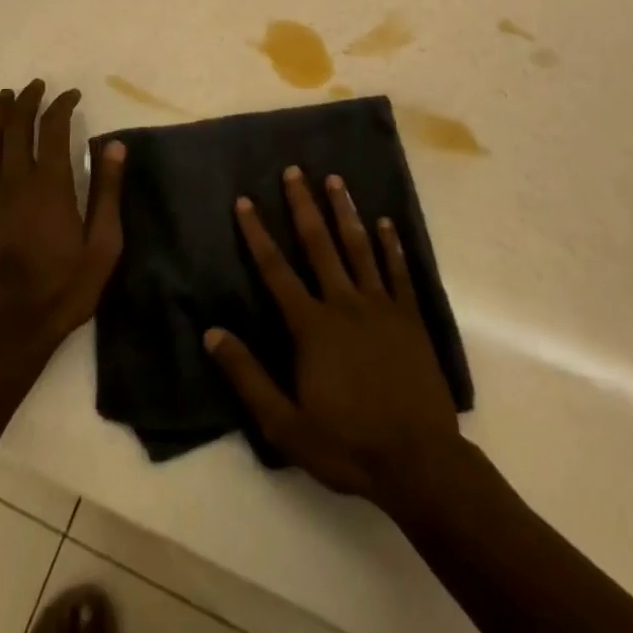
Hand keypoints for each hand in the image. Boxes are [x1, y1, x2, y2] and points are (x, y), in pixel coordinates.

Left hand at [0, 80, 125, 354]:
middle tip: (37, 86)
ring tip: (8, 96)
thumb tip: (114, 145)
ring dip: (2, 115)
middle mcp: (16, 182)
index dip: (61, 106)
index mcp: (50, 185)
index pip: (53, 129)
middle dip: (27, 101)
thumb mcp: (103, 245)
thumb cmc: (66, 287)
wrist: (12, 328)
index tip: (71, 95)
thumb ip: (107, 192)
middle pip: (17, 128)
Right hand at [205, 167, 461, 499]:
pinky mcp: (410, 317)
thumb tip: (212, 333)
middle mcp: (344, 303)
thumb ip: (248, 377)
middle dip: (303, 205)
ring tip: (336, 179)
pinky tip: (386, 222)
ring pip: (359, 247)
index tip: (244, 201)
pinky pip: (399, 271)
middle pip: (319, 244)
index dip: (257, 234)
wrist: (420, 463)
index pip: (275, 270)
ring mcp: (381, 307)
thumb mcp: (285, 425)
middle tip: (294, 170)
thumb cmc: (348, 444)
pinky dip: (392, 244)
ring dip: (345, 211)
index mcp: (312, 326)